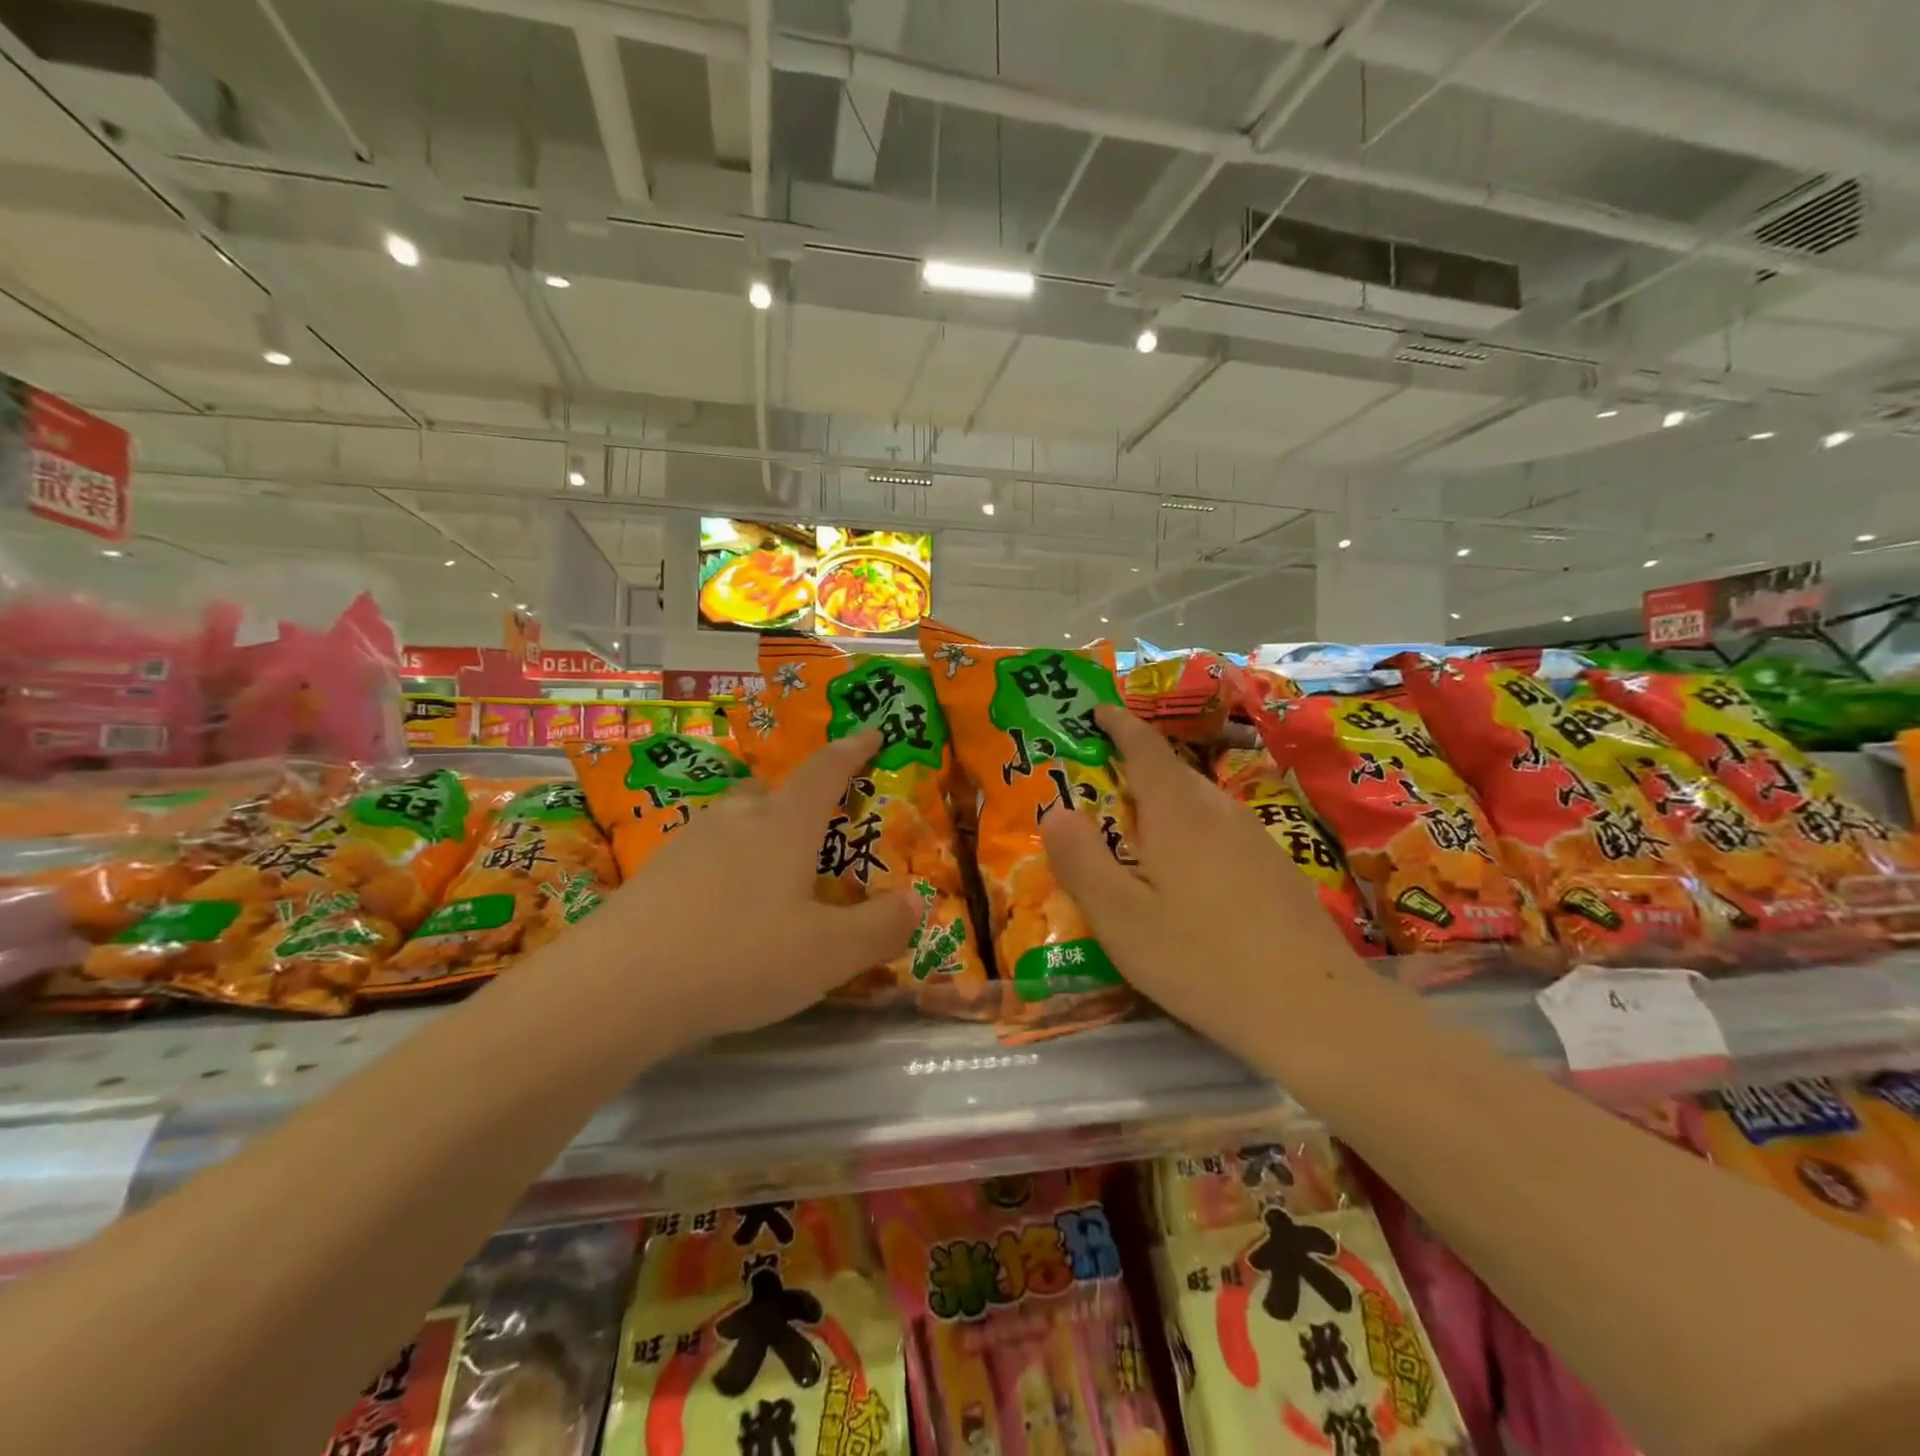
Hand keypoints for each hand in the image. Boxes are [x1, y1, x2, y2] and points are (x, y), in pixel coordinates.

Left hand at [575, 729, 919, 1046]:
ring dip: (761, 833)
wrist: (617, 988)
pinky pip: (706, 855)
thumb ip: (879, 927)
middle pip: (774, 792)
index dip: (852, 750)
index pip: (825, 771)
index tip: (870, 732)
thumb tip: (916, 901)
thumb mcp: (828, 954)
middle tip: (820, 825)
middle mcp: (737, 820)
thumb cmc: (740, 957)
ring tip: (775, 872)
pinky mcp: (654, 875)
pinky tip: (725, 908)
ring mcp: (689, 844)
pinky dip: (727, 867)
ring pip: (736, 821)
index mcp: (784, 826)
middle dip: (801, 799)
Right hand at [1041, 705, 1373, 1067]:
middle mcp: (1220, 811)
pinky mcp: (1277, 868)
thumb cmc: (1201, 960)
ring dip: (1164, 803)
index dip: (1119, 723)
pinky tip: (1186, 876)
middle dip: (1135, 767)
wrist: (1313, 1010)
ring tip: (1136, 832)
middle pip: (1173, 772)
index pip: (1144, 746)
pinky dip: (1191, 832)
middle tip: (1099, 787)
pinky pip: (1221, 830)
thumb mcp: (1121, 918)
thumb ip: (1081, 860)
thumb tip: (1055, 811)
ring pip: (1200, 803)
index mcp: (1178, 812)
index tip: (1096, 711)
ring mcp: (1256, 838)